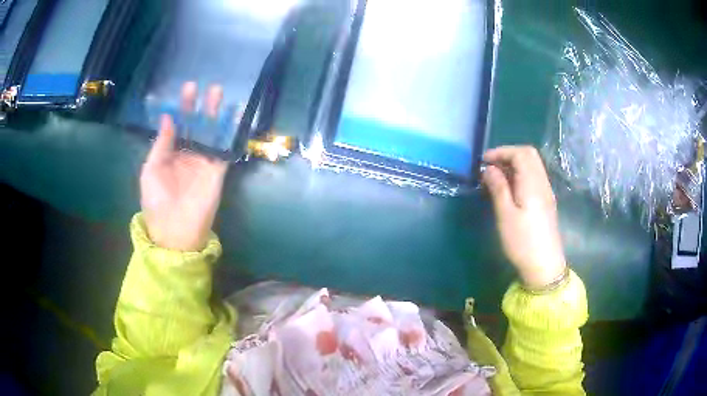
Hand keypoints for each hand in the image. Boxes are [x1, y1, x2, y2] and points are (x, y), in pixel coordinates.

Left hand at [140, 83, 228, 250]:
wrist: (174, 231)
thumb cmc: (156, 202)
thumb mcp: (151, 171)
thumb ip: (161, 145)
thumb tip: (168, 118)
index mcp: (169, 155)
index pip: (177, 127)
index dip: (181, 109)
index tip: (186, 90)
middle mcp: (187, 154)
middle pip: (195, 126)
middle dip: (198, 106)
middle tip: (202, 86)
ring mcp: (203, 162)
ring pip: (210, 133)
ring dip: (214, 114)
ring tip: (217, 93)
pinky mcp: (217, 171)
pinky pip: (223, 148)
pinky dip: (228, 133)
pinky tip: (232, 116)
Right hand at [482, 146, 565, 288]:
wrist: (544, 266)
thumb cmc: (522, 242)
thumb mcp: (505, 215)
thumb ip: (498, 188)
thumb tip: (489, 168)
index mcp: (532, 183)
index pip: (520, 153)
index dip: (501, 152)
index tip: (484, 161)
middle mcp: (542, 183)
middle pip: (529, 155)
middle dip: (508, 155)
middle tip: (491, 167)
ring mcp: (546, 192)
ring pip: (532, 166)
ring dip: (514, 165)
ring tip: (496, 178)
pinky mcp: (546, 202)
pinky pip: (534, 177)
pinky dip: (520, 175)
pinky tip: (510, 189)